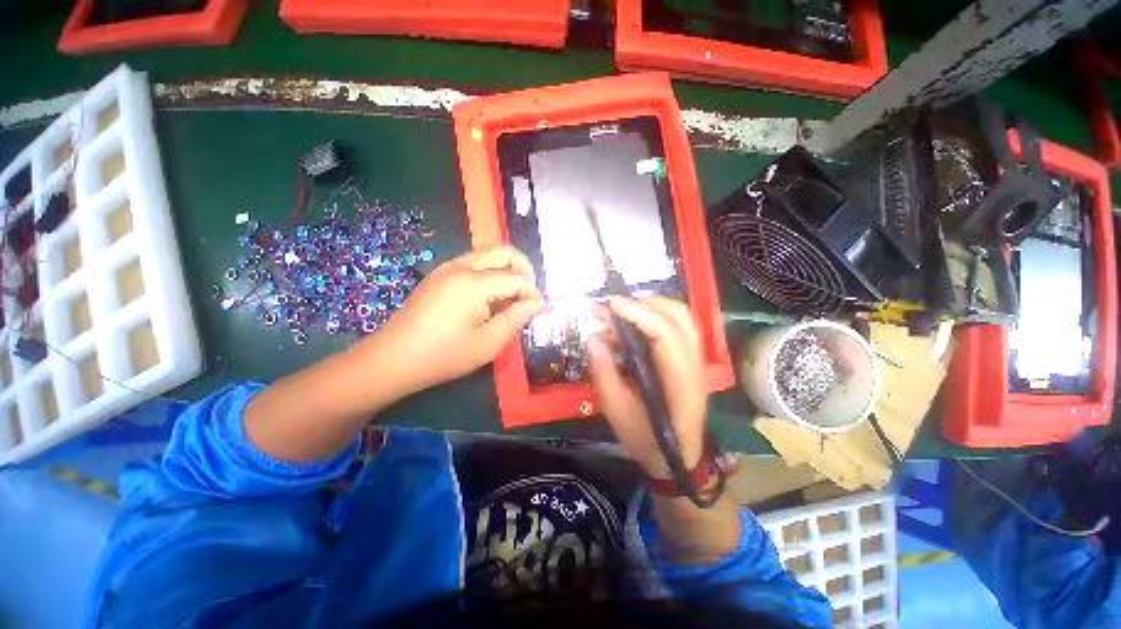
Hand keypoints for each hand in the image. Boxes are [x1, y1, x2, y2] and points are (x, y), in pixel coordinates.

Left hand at [370, 246, 544, 394]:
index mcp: (473, 283)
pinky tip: (492, 297)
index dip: (534, 293)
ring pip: (489, 254)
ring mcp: (448, 267)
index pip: (517, 278)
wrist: (393, 359)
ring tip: (514, 297)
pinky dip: (492, 273)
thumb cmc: (444, 355)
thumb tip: (537, 303)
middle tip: (530, 296)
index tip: (541, 310)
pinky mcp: (441, 274)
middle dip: (525, 270)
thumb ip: (516, 318)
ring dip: (508, 270)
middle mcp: (461, 266)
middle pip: (504, 252)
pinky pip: (475, 263)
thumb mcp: (488, 343)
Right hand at [587, 296, 707, 478]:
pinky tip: (636, 324)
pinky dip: (656, 315)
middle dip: (644, 303)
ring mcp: (696, 360)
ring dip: (652, 306)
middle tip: (614, 307)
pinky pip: (678, 325)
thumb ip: (605, 373)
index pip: (665, 334)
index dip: (638, 314)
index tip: (610, 304)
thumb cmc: (646, 440)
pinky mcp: (690, 359)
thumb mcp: (617, 412)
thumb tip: (593, 337)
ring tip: (624, 311)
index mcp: (679, 382)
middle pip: (679, 316)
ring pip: (681, 317)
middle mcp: (694, 365)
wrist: (676, 458)